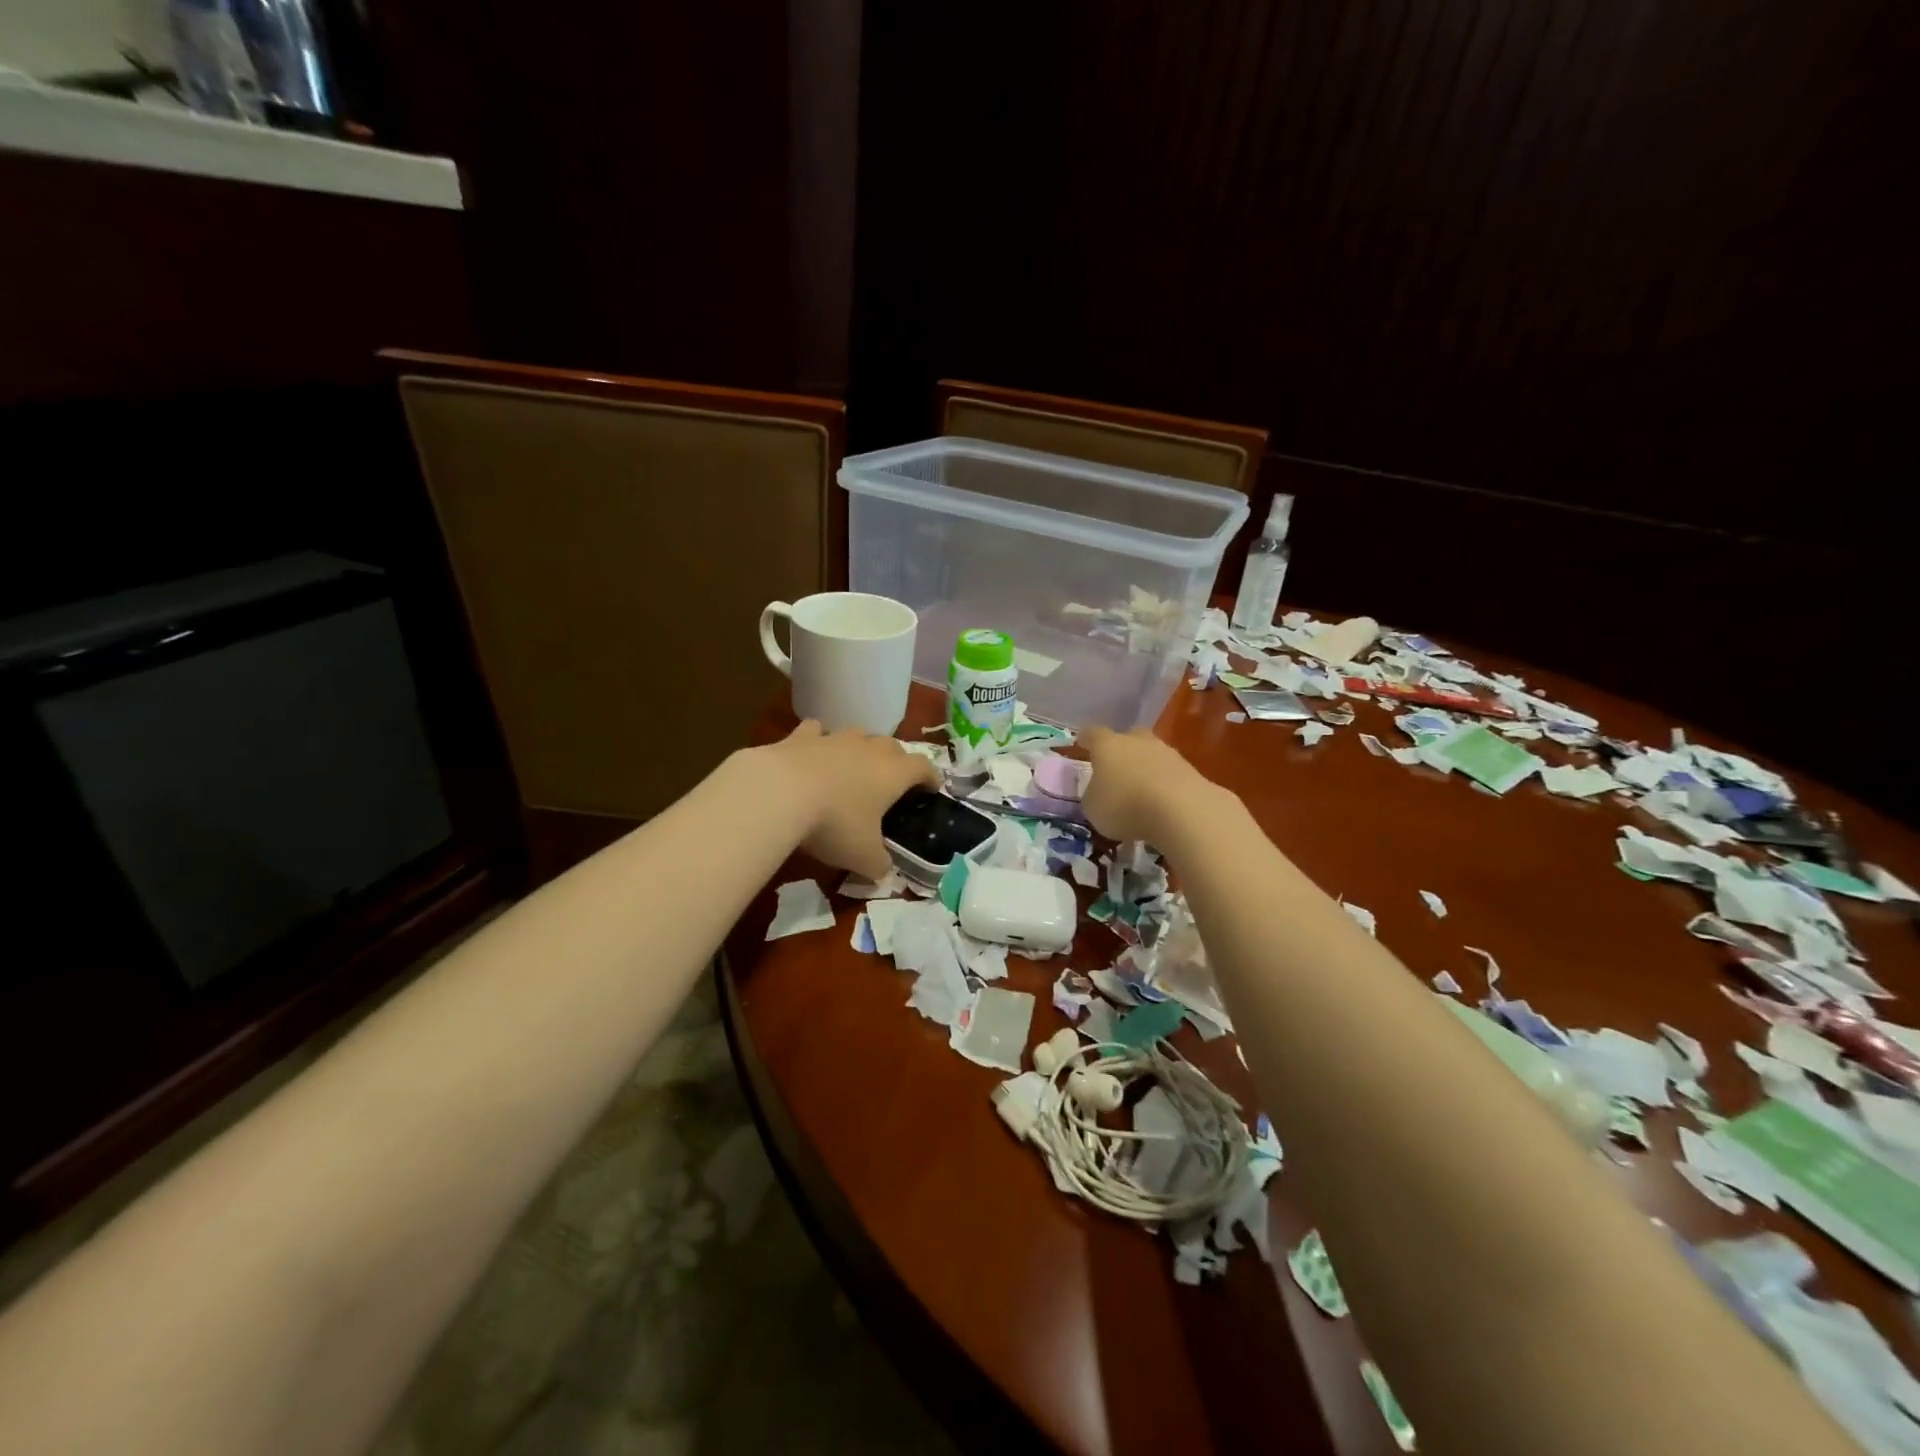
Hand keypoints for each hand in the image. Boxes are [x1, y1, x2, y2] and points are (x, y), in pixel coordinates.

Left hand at [762, 721, 938, 878]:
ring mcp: (835, 738)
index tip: (933, 788)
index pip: (923, 767)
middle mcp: (869, 749)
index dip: (931, 777)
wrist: (780, 793)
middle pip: (892, 746)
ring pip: (857, 735)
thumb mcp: (863, 857)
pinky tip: (813, 750)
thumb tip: (883, 872)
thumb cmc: (835, 824)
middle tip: (891, 781)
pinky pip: (816, 731)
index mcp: (894, 773)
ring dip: (859, 748)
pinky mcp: (801, 736)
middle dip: (896, 761)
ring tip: (854, 766)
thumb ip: (879, 865)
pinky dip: (818, 740)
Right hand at [1079, 726, 1218, 845]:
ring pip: (1152, 754)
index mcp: (1107, 745)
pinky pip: (1170, 774)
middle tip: (1116, 767)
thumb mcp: (1093, 808)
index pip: (1092, 734)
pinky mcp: (1190, 770)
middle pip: (1128, 737)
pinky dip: (1164, 785)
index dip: (1086, 739)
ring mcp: (1167, 753)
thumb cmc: (1124, 806)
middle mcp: (1137, 741)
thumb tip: (1099, 792)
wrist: (1181, 810)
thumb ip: (1093, 795)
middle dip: (1122, 749)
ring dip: (1146, 768)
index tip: (1081, 742)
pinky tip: (1162, 803)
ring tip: (1141, 791)